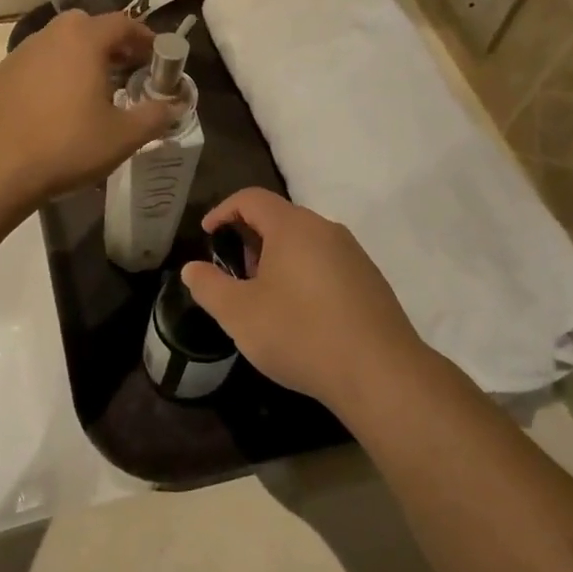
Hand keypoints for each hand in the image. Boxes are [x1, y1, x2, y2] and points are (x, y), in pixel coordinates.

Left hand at [0, 11, 177, 206]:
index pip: (123, 23)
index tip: (157, 59)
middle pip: (89, 28)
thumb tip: (176, 106)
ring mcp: (20, 54)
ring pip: (60, 46)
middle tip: (129, 73)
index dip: (146, 39)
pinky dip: (56, 76)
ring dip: (82, 61)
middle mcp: (50, 36)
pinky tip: (59, 110)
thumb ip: (155, 116)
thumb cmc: (66, 145)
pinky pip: (38, 66)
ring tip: (95, 94)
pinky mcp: (0, 77)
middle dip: (113, 46)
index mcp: (83, 39)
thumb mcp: (123, 136)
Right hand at [181, 190, 425, 411]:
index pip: (251, 198)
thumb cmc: (300, 334)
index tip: (207, 236)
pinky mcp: (370, 280)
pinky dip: (303, 276)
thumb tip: (192, 269)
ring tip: (264, 300)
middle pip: (279, 219)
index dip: (222, 211)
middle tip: (235, 276)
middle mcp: (326, 229)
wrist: (380, 373)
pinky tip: (301, 317)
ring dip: (277, 260)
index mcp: (293, 227)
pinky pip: (326, 264)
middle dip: (249, 241)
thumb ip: (209, 286)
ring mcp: (353, 254)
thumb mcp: (239, 314)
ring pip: (304, 243)